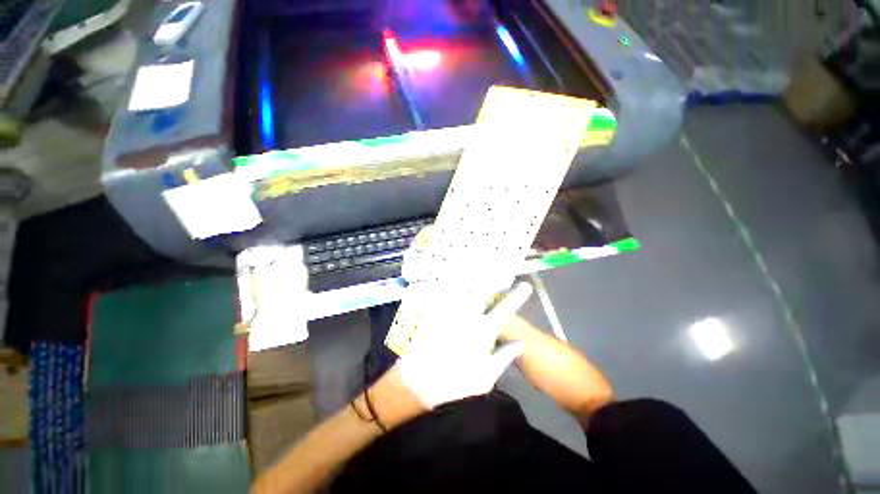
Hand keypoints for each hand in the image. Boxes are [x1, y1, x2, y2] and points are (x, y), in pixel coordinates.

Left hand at [397, 281, 532, 408]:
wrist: (421, 385)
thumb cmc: (457, 385)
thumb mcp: (486, 377)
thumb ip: (504, 357)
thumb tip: (521, 343)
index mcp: (484, 331)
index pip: (505, 309)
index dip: (517, 296)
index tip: (526, 285)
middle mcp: (468, 317)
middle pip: (482, 291)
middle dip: (492, 278)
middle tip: (498, 269)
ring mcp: (450, 312)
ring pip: (462, 288)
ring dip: (470, 278)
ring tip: (476, 267)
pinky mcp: (434, 313)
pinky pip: (442, 294)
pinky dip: (449, 285)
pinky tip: (452, 279)